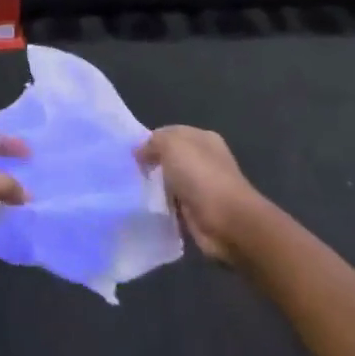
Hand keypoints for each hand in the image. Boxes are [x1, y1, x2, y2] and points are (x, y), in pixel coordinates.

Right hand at [135, 126, 266, 263]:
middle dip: (149, 165)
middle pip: (168, 159)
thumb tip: (140, 151)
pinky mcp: (196, 210)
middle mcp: (204, 160)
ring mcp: (201, 186)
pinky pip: (171, 204)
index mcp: (203, 139)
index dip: (149, 141)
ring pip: (168, 183)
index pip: (169, 133)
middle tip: (127, 174)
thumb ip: (153, 142)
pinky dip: (160, 207)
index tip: (130, 155)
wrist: (227, 221)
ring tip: (131, 192)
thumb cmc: (201, 177)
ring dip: (153, 188)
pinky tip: (146, 209)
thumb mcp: (173, 146)